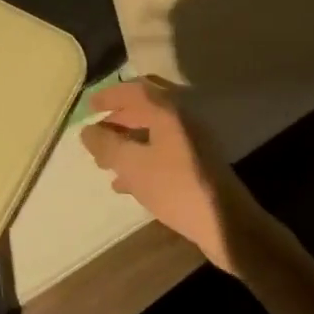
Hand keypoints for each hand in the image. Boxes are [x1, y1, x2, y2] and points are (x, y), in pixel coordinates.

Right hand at [80, 78, 267, 273]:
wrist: (226, 224)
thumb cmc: (176, 187)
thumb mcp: (133, 166)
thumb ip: (107, 145)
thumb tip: (87, 131)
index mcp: (169, 110)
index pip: (135, 90)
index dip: (110, 96)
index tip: (89, 107)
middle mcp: (184, 118)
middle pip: (147, 108)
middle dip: (120, 118)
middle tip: (98, 132)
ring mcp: (194, 141)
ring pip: (155, 131)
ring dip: (129, 140)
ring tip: (105, 160)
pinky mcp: (198, 164)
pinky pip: (164, 150)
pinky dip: (143, 157)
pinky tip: (125, 181)